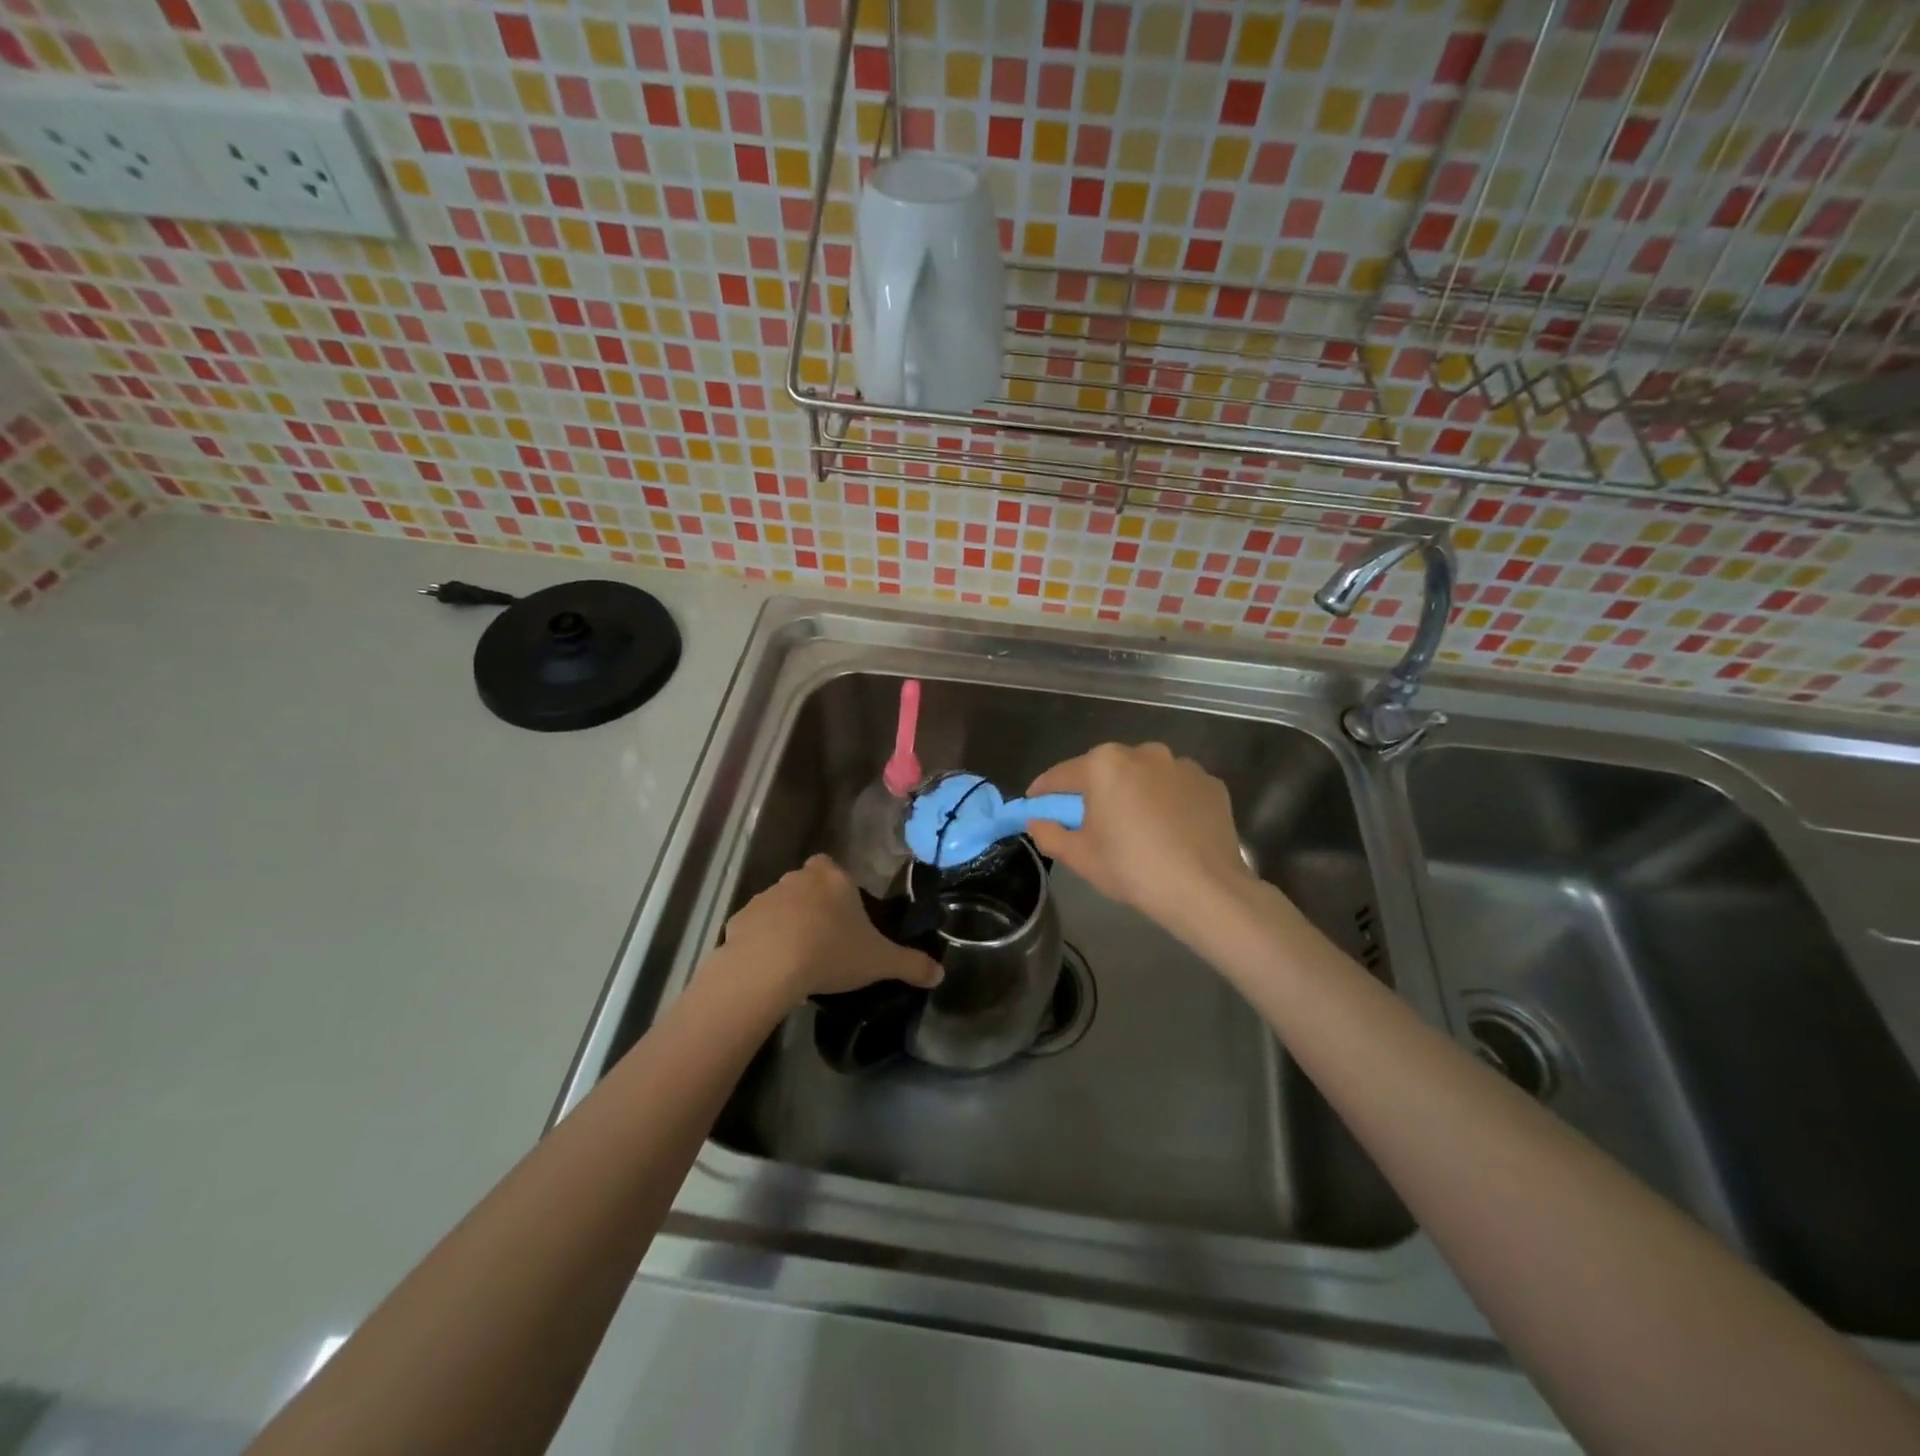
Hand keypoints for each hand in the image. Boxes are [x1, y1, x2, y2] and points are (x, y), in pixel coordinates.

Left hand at [716, 854, 942, 1005]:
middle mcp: (798, 878)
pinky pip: (755, 926)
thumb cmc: (831, 952)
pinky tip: (770, 967)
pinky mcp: (739, 918)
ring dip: (787, 923)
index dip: (840, 892)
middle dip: (814, 906)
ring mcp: (765, 896)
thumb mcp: (879, 961)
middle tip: (825, 941)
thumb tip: (940, 974)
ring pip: (780, 905)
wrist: (768, 966)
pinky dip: (761, 941)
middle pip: (808, 885)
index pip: (836, 870)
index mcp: (834, 878)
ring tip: (797, 959)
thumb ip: (911, 964)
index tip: (846, 919)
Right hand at [1026, 743, 1255, 934]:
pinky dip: (1168, 802)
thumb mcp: (1079, 857)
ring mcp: (1181, 765)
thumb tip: (1037, 821)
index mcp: (1104, 765)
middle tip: (1088, 822)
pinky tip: (1170, 831)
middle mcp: (1143, 753)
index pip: (1060, 775)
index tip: (1035, 805)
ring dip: (1133, 793)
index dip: (1043, 792)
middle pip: (1104, 770)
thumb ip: (1048, 833)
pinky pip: (1176, 789)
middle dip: (1092, 791)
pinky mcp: (1210, 783)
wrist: (1205, 889)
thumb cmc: (1132, 868)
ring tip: (1136, 828)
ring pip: (1144, 776)